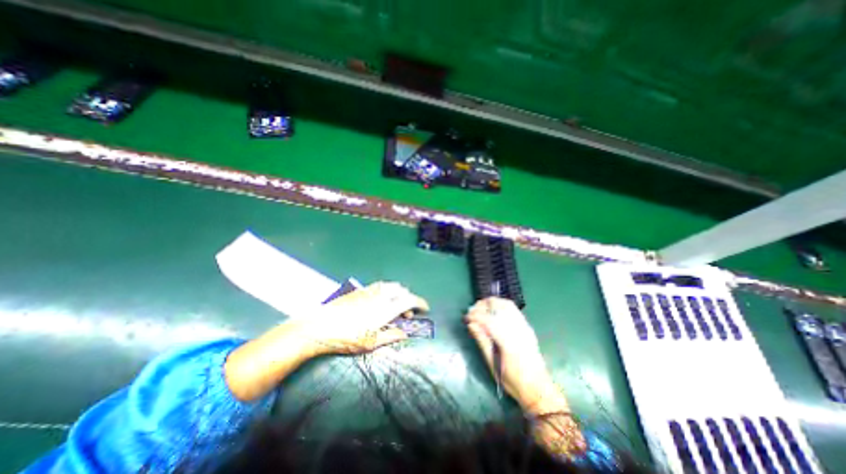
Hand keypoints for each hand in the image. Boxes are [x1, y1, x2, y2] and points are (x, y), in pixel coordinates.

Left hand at [300, 281, 429, 355]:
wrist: (320, 326)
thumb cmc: (347, 338)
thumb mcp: (371, 343)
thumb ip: (391, 336)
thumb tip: (404, 333)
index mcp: (386, 308)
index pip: (410, 300)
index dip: (420, 303)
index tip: (425, 308)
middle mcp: (381, 295)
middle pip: (402, 290)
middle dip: (409, 300)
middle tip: (405, 315)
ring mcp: (371, 290)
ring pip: (392, 285)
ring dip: (398, 294)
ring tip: (394, 307)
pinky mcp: (361, 289)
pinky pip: (381, 285)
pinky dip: (387, 291)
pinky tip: (381, 301)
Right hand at [470, 301, 567, 414]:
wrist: (538, 388)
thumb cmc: (513, 381)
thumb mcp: (493, 364)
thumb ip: (482, 341)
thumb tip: (471, 324)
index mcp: (508, 342)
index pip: (489, 320)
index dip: (475, 315)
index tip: (466, 317)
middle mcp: (517, 329)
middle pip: (499, 306)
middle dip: (483, 305)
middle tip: (472, 311)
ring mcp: (524, 326)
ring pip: (507, 305)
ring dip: (492, 303)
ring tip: (481, 309)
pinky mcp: (527, 327)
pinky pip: (513, 309)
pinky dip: (501, 305)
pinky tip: (494, 312)